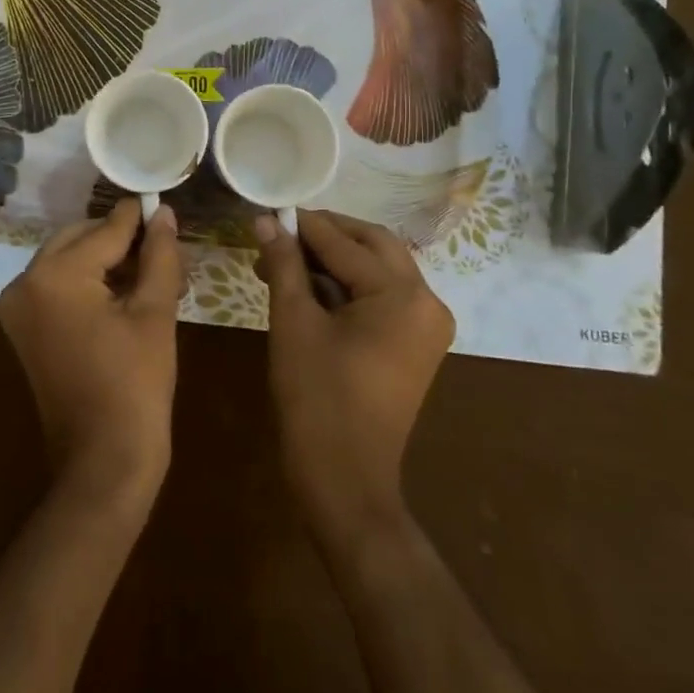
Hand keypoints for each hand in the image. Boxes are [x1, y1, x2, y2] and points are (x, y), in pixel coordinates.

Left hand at [0, 199, 184, 504]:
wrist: (103, 462)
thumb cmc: (136, 385)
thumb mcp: (155, 312)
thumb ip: (159, 254)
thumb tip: (164, 213)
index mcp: (54, 275)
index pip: (106, 230)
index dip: (140, 218)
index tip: (163, 202)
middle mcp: (24, 281)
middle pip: (81, 239)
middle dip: (122, 240)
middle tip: (164, 247)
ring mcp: (17, 306)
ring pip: (69, 260)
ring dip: (107, 260)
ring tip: (153, 271)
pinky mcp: (23, 327)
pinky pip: (58, 286)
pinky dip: (89, 282)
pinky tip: (127, 291)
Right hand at [253, 210, 454, 550]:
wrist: (345, 480)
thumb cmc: (316, 397)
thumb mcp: (294, 322)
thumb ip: (284, 264)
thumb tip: (266, 221)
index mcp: (403, 295)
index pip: (346, 243)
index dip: (304, 225)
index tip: (269, 212)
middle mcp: (427, 301)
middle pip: (373, 245)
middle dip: (325, 235)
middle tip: (280, 232)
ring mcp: (426, 325)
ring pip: (378, 269)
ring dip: (334, 259)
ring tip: (284, 260)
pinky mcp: (416, 344)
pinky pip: (382, 297)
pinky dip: (348, 286)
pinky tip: (308, 286)